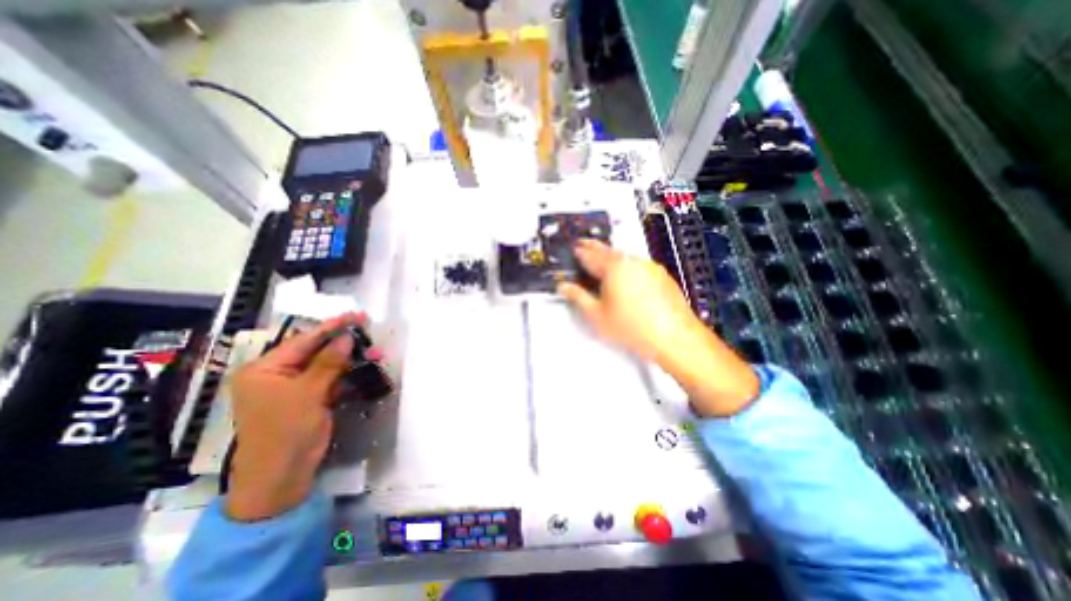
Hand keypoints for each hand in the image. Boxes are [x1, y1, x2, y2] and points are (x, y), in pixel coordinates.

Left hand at [226, 314, 364, 519]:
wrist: (281, 479)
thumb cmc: (286, 433)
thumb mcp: (308, 394)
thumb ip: (329, 362)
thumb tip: (347, 337)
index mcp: (265, 370)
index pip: (303, 341)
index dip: (331, 327)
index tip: (356, 315)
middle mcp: (278, 375)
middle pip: (316, 351)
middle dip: (345, 343)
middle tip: (370, 332)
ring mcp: (296, 388)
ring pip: (328, 365)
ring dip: (351, 359)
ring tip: (376, 352)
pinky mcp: (311, 399)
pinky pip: (332, 380)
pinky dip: (349, 375)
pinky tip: (366, 368)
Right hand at [562, 236, 705, 362]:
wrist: (674, 336)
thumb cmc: (634, 328)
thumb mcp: (597, 315)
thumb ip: (578, 297)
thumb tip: (565, 287)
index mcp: (614, 268)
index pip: (590, 255)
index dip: (580, 252)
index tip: (574, 248)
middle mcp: (632, 262)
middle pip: (608, 251)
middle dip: (594, 248)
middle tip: (585, 245)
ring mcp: (649, 267)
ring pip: (624, 256)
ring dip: (611, 256)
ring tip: (602, 261)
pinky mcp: (661, 275)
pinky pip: (638, 264)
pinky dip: (627, 265)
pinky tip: (625, 276)